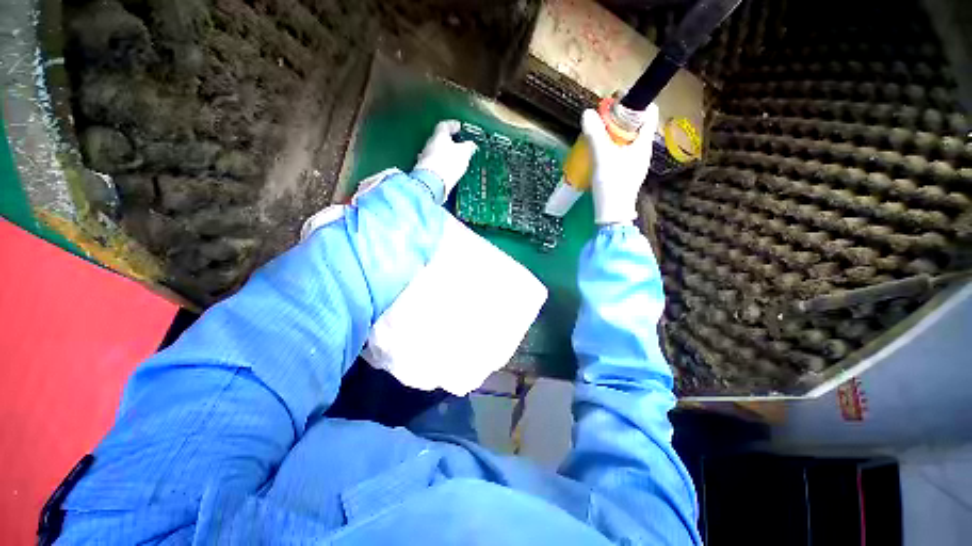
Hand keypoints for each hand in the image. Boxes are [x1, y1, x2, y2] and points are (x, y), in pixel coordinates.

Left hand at [414, 120, 478, 200]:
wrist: (432, 184)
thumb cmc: (449, 164)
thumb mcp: (464, 153)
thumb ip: (468, 147)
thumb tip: (471, 145)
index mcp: (439, 136)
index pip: (445, 125)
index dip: (452, 125)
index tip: (459, 127)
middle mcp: (429, 144)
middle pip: (439, 139)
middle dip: (448, 141)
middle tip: (457, 145)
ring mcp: (424, 158)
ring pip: (435, 152)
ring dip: (443, 154)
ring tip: (453, 159)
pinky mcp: (424, 171)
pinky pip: (434, 164)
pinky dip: (440, 165)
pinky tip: (446, 170)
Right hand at [582, 104, 659, 223]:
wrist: (612, 214)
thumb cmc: (612, 184)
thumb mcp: (602, 157)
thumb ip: (595, 135)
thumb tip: (587, 112)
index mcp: (643, 143)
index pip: (648, 113)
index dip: (634, 104)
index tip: (616, 103)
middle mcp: (642, 151)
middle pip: (635, 126)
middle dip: (619, 119)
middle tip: (601, 120)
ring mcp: (634, 163)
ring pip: (627, 140)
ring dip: (613, 134)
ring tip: (596, 135)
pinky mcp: (625, 173)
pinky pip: (621, 152)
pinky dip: (611, 147)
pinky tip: (598, 153)